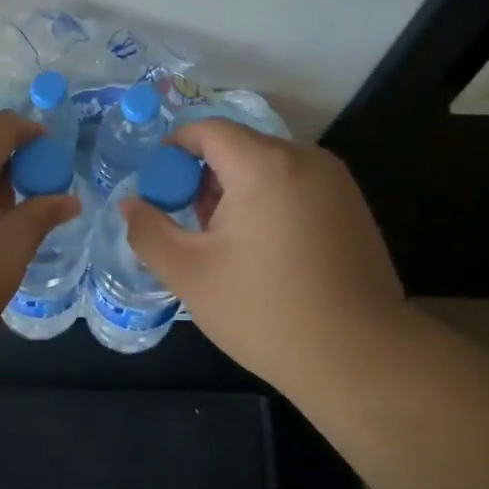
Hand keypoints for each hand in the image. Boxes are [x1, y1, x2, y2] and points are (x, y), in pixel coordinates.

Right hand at [121, 119, 410, 392]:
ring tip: (225, 247)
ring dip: (236, 193)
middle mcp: (305, 159)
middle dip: (204, 179)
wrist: (359, 358)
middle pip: (238, 148)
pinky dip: (268, 204)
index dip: (173, 152)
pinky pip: (295, 187)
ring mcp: (336, 182)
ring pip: (267, 168)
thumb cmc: (264, 311)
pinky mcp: (353, 208)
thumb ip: (148, 230)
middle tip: (190, 229)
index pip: (207, 130)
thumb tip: (129, 204)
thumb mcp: (189, 273)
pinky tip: (265, 254)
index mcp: (264, 165)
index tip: (158, 191)